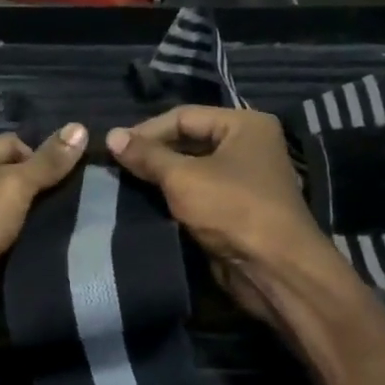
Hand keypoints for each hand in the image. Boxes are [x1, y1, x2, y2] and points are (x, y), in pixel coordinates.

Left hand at [0, 125, 87, 359]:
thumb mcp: (12, 185)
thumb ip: (48, 161)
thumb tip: (81, 126)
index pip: (13, 144)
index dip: (42, 157)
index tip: (69, 176)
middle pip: (17, 177)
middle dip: (46, 188)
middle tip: (80, 198)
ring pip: (20, 210)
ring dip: (43, 217)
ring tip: (76, 219)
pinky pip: (16, 237)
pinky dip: (34, 240)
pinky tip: (60, 241)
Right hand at [106, 107, 340, 327]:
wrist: (274, 268)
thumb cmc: (232, 209)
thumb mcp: (183, 178)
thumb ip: (147, 156)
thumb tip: (111, 136)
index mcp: (244, 125)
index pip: (184, 116)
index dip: (147, 130)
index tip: (114, 147)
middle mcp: (248, 146)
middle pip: (189, 140)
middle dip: (153, 154)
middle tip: (117, 166)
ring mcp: (244, 179)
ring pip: (193, 169)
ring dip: (161, 177)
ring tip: (125, 183)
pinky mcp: (237, 209)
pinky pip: (200, 193)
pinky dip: (175, 197)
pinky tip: (147, 203)